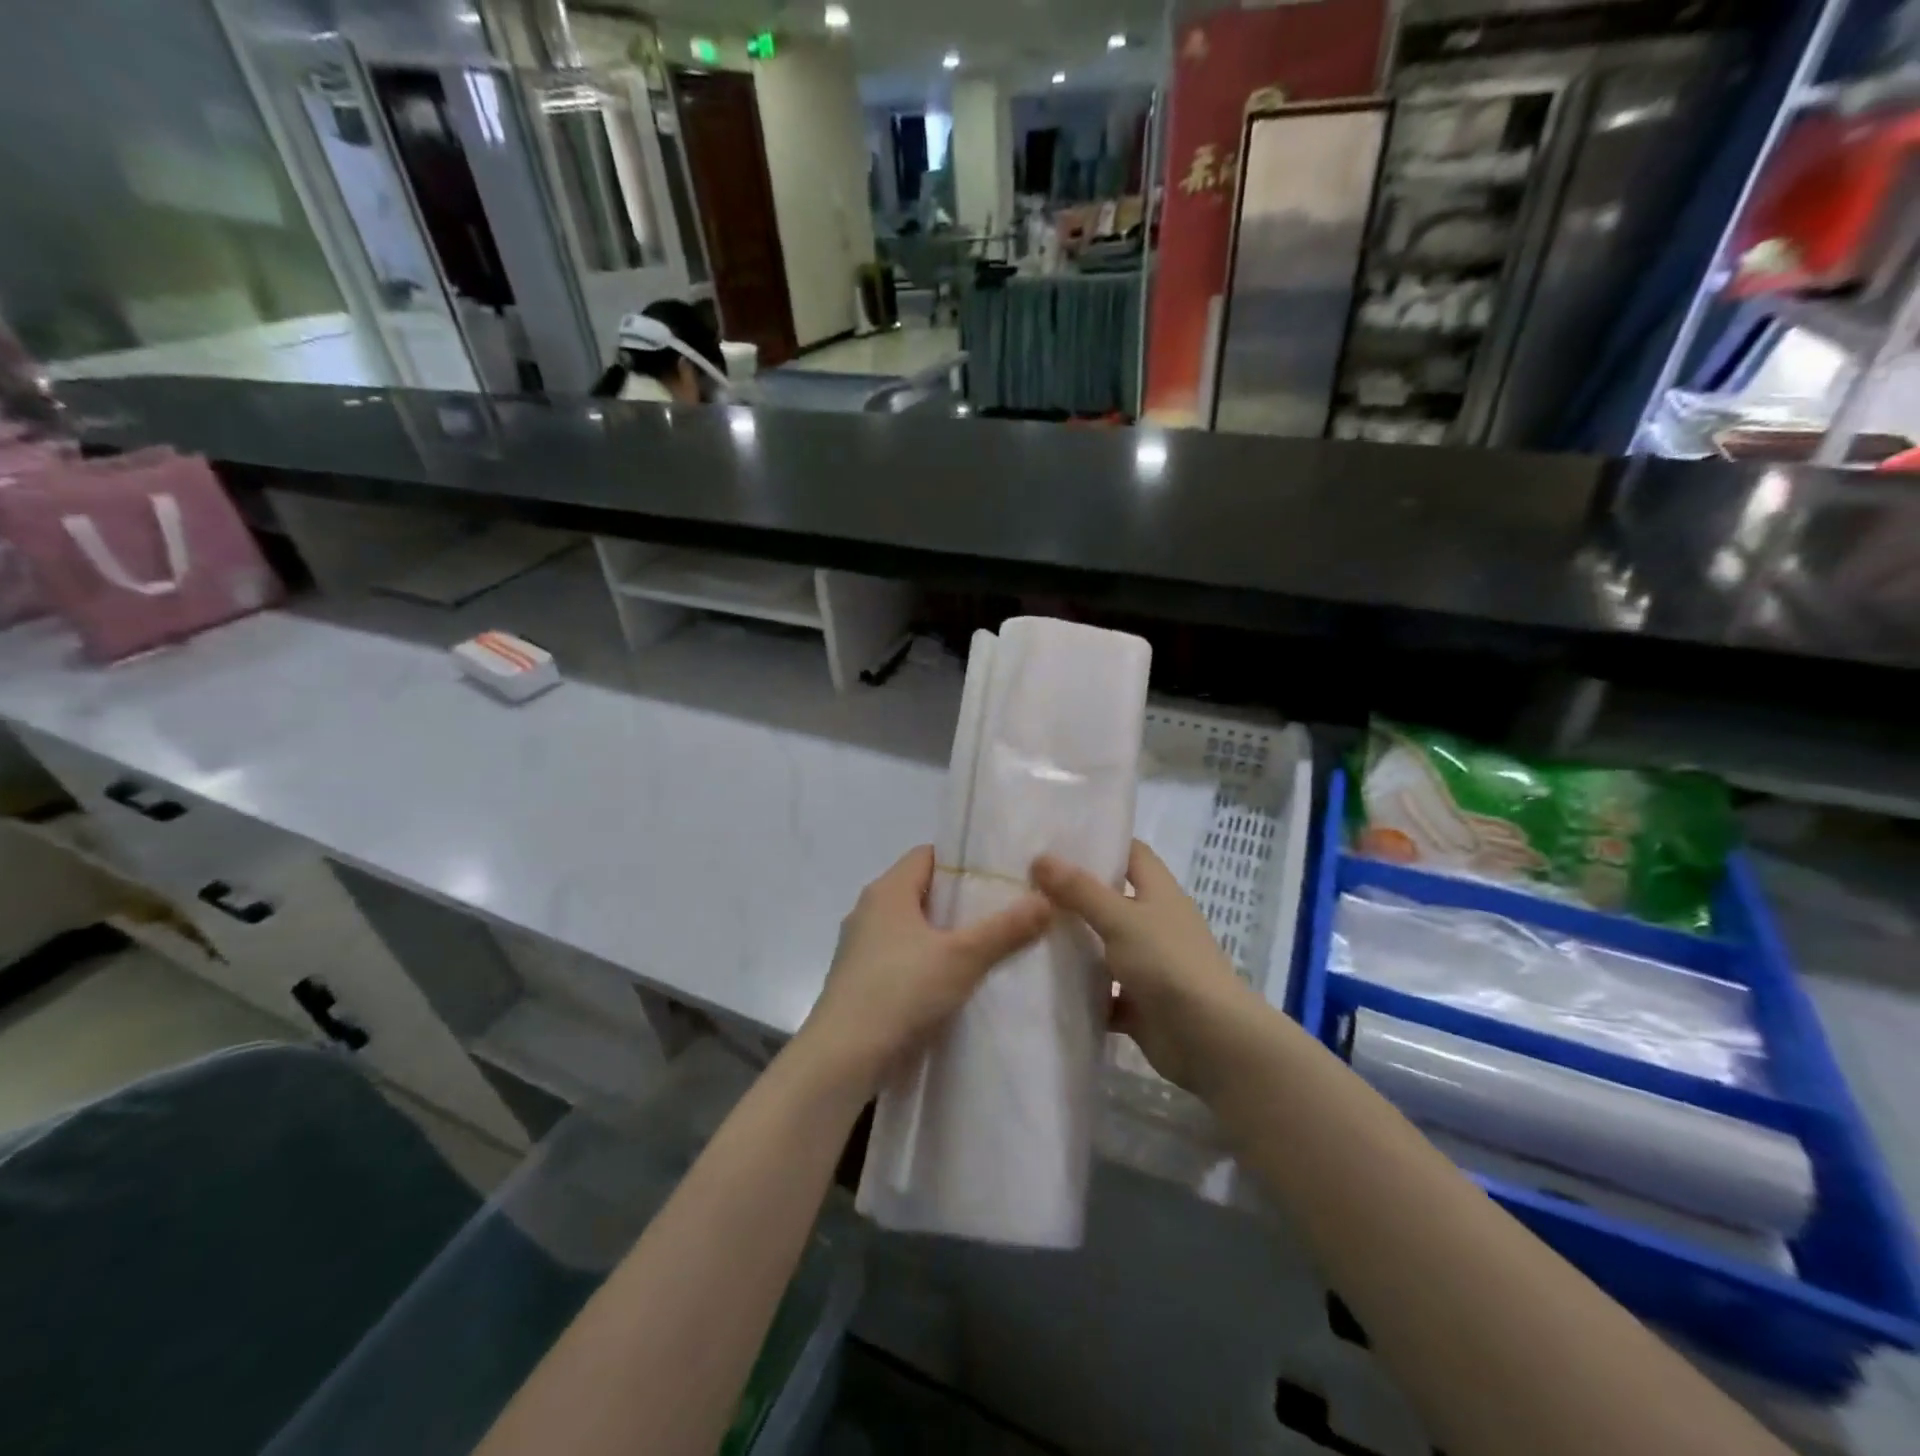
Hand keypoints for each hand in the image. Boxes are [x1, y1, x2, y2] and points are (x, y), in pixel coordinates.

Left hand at [799, 846, 1049, 1096]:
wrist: (842, 1058)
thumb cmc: (900, 991)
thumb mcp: (963, 957)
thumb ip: (1006, 928)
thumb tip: (1047, 899)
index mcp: (887, 890)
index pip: (929, 855)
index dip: (964, 861)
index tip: (1000, 875)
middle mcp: (869, 910)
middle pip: (922, 891)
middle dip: (961, 900)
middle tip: (1004, 910)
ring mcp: (861, 946)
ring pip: (912, 926)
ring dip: (944, 934)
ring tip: (987, 946)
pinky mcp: (861, 979)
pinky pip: (902, 955)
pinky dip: (927, 960)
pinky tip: (954, 981)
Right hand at [1032, 841, 1253, 1094]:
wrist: (1210, 1040)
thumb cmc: (1169, 964)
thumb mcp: (1121, 918)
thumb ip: (1080, 890)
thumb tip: (1040, 858)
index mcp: (1159, 893)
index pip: (1131, 853)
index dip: (1100, 842)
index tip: (1056, 840)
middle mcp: (1155, 923)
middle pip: (1111, 898)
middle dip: (1073, 893)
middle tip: (1024, 884)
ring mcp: (1147, 964)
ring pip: (1103, 946)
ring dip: (1072, 943)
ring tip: (1023, 930)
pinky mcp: (1138, 1003)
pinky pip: (1102, 991)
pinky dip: (1079, 989)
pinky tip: (1041, 983)